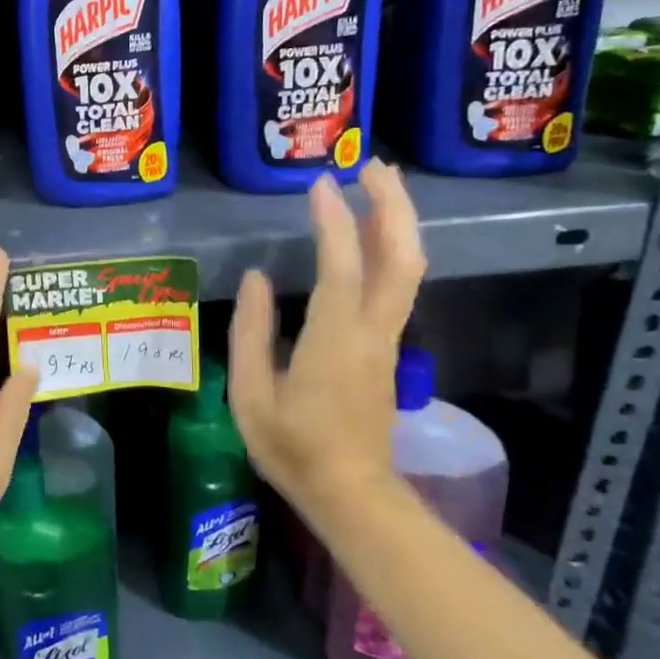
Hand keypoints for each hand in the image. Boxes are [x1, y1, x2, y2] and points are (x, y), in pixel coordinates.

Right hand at [228, 161, 426, 523]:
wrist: (350, 492)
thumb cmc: (292, 447)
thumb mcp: (251, 394)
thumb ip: (250, 333)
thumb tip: (257, 278)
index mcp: (335, 340)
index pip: (342, 266)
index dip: (333, 220)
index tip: (318, 184)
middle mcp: (372, 331)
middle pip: (401, 257)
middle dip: (393, 205)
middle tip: (372, 165)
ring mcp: (387, 339)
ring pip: (408, 269)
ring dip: (398, 221)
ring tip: (378, 186)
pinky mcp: (388, 348)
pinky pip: (399, 285)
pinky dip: (391, 247)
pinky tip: (372, 235)